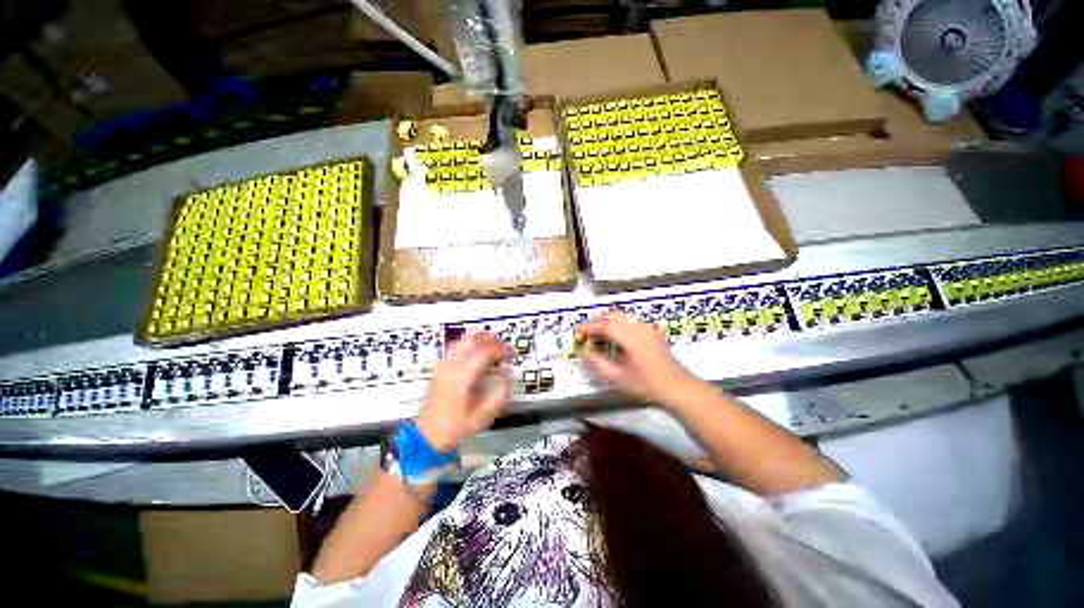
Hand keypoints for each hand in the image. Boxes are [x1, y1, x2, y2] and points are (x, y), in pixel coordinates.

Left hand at [416, 333, 511, 450]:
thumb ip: (498, 395)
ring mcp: (442, 367)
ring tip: (491, 346)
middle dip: (489, 340)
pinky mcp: (439, 370)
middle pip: (469, 341)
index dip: (499, 349)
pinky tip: (475, 355)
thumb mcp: (483, 416)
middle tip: (502, 346)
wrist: (429, 432)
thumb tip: (507, 378)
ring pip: (460, 342)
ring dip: (477, 340)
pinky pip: (454, 349)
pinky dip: (467, 346)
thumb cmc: (455, 426)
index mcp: (461, 377)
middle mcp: (450, 367)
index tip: (510, 353)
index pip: (483, 352)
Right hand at [576, 311, 696, 405]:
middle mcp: (638, 326)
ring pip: (623, 317)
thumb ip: (598, 363)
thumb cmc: (646, 384)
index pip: (603, 326)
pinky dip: (620, 325)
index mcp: (629, 336)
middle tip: (585, 333)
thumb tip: (586, 353)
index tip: (576, 331)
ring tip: (598, 335)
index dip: (588, 328)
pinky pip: (632, 322)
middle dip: (597, 322)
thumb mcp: (617, 377)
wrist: (674, 385)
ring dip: (609, 322)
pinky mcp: (653, 332)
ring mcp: (647, 327)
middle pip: (613, 316)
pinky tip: (616, 338)